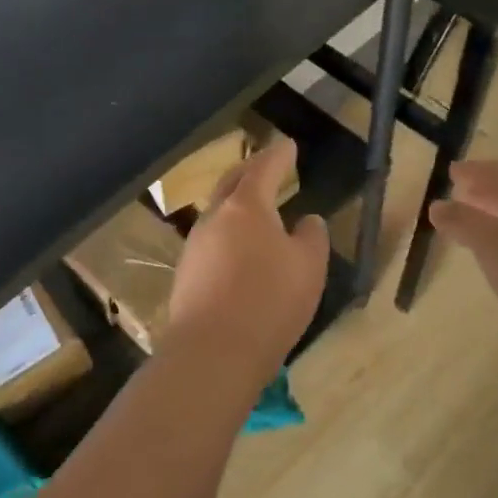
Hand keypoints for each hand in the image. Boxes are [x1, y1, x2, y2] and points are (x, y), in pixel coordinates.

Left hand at [165, 136, 329, 380]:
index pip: (263, 169)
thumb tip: (307, 221)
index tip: (288, 145)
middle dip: (250, 171)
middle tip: (266, 166)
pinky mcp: (185, 276)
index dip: (278, 155)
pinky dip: (228, 236)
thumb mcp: (309, 268)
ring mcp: (194, 247)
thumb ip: (311, 237)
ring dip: (236, 205)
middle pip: (231, 184)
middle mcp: (215, 219)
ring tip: (255, 210)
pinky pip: (211, 243)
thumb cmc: (269, 302)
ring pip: (218, 214)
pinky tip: (238, 252)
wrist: (212, 353)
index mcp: (246, 207)